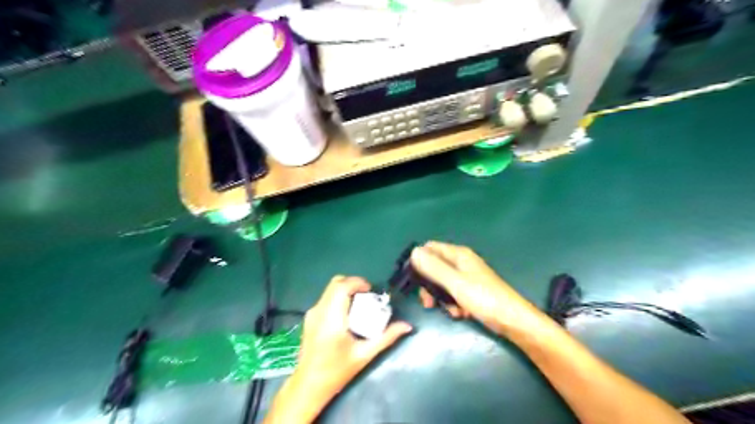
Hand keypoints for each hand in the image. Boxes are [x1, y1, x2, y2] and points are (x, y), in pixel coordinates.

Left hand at [294, 275, 411, 397]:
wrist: (308, 386)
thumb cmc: (336, 372)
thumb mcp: (364, 355)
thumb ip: (386, 338)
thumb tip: (407, 326)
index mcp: (331, 318)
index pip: (341, 287)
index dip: (358, 282)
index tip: (371, 291)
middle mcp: (319, 311)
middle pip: (335, 283)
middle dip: (354, 284)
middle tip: (368, 296)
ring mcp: (312, 313)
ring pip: (330, 290)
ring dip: (346, 291)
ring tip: (360, 305)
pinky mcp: (309, 318)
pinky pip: (326, 298)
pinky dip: (339, 298)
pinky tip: (348, 315)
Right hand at [412, 242, 549, 337]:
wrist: (513, 321)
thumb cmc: (484, 298)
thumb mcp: (455, 283)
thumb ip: (433, 268)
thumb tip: (413, 252)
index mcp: (458, 255)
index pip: (430, 248)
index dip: (418, 261)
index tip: (412, 280)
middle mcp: (461, 263)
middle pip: (434, 268)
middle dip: (429, 286)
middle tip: (428, 302)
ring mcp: (466, 278)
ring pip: (442, 284)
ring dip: (441, 298)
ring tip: (450, 311)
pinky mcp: (471, 292)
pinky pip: (453, 294)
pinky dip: (453, 305)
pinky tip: (460, 314)